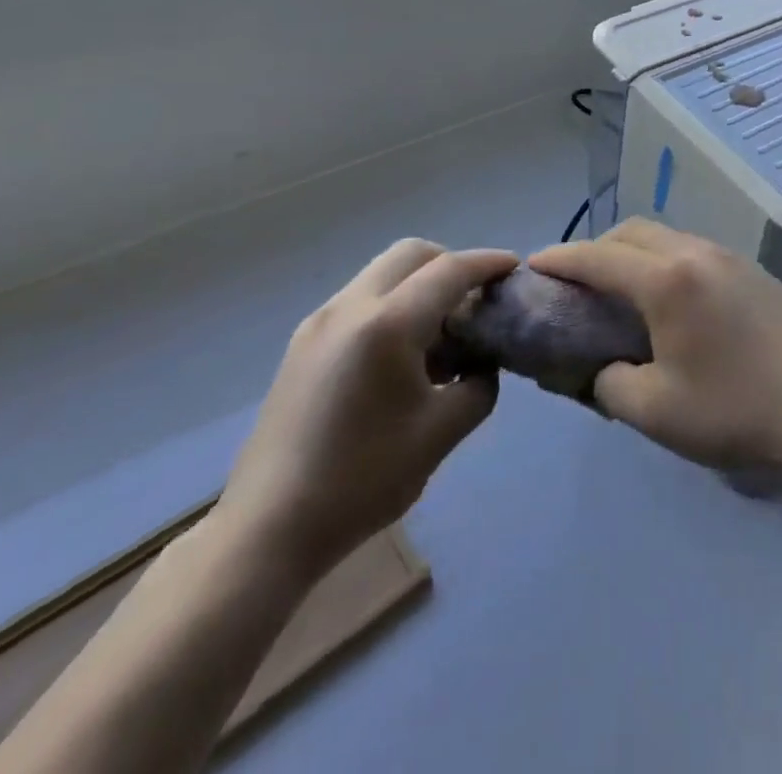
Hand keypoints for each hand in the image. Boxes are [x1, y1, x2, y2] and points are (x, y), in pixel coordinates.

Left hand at [218, 241, 516, 572]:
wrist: (268, 528)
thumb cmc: (362, 480)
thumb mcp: (440, 435)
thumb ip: (478, 386)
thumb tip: (481, 364)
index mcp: (387, 324)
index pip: (449, 270)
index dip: (487, 263)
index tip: (514, 267)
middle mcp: (350, 306)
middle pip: (411, 254)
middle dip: (451, 263)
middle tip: (475, 299)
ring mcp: (320, 321)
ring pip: (382, 273)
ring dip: (419, 284)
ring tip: (440, 333)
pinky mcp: (303, 342)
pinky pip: (360, 299)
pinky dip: (392, 304)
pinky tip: (401, 354)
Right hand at [530, 220, 781, 475]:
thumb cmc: (731, 412)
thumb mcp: (654, 411)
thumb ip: (609, 383)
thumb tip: (601, 367)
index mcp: (668, 281)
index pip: (598, 258)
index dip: (561, 259)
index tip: (534, 265)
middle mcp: (696, 253)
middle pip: (632, 233)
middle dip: (596, 249)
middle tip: (577, 281)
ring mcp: (730, 257)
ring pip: (666, 236)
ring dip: (634, 252)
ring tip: (622, 287)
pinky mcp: (753, 270)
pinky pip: (695, 250)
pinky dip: (667, 260)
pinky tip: (672, 297)